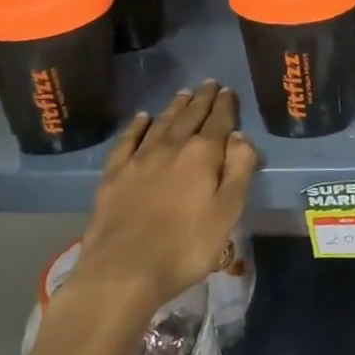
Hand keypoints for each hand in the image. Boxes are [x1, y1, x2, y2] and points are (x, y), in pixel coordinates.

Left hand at [45, 82, 258, 341]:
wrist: (122, 271)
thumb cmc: (186, 246)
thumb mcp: (228, 211)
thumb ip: (239, 169)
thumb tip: (240, 136)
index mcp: (203, 155)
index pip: (219, 122)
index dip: (225, 105)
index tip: (228, 91)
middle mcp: (171, 147)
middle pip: (190, 117)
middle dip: (202, 99)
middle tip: (209, 83)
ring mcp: (139, 159)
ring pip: (161, 123)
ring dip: (175, 107)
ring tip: (184, 93)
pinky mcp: (114, 175)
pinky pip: (128, 141)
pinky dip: (137, 126)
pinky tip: (142, 118)